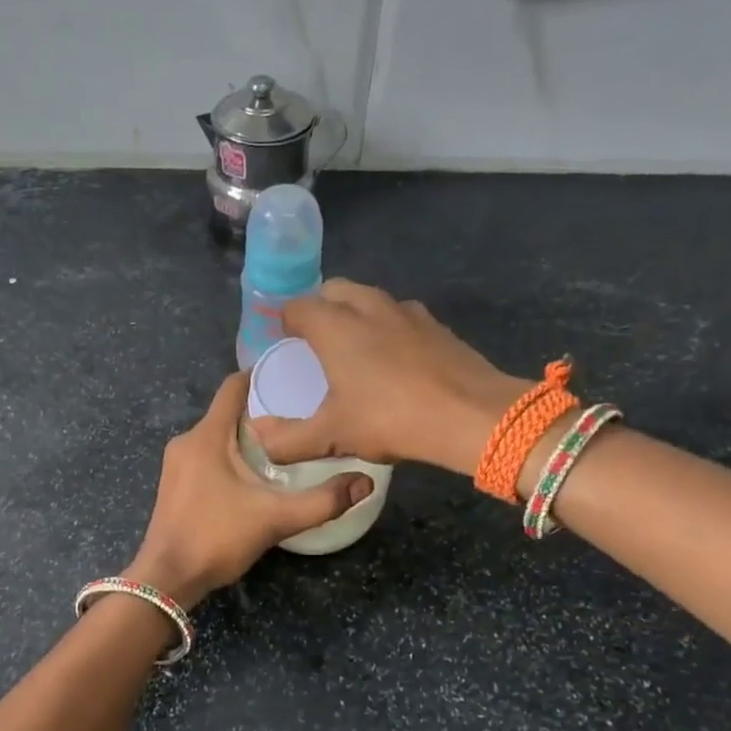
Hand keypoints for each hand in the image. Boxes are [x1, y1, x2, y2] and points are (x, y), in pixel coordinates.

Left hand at [124, 371, 374, 607]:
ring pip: (216, 437)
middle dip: (261, 412)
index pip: (232, 387)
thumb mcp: (276, 518)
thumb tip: (365, 482)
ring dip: (246, 438)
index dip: (261, 375)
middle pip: (227, 412)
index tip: (292, 377)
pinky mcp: (174, 485)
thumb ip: (323, 501)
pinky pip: (206, 456)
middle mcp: (187, 441)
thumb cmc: (217, 538)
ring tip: (284, 447)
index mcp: (207, 436)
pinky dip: (230, 457)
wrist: (167, 579)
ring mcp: (176, 464)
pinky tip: (254, 476)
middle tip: (300, 420)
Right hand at [249, 279, 529, 478]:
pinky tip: (394, 359)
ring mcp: (407, 312)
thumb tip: (260, 437)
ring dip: (355, 313)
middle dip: (319, 308)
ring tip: (354, 347)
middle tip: (315, 342)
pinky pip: (400, 315)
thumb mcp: (333, 437)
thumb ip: (289, 440)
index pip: (297, 306)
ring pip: (370, 298)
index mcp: (335, 327)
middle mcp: (368, 307)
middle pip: (334, 290)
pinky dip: (388, 327)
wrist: (471, 415)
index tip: (283, 342)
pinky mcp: (436, 325)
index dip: (284, 321)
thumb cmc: (391, 419)